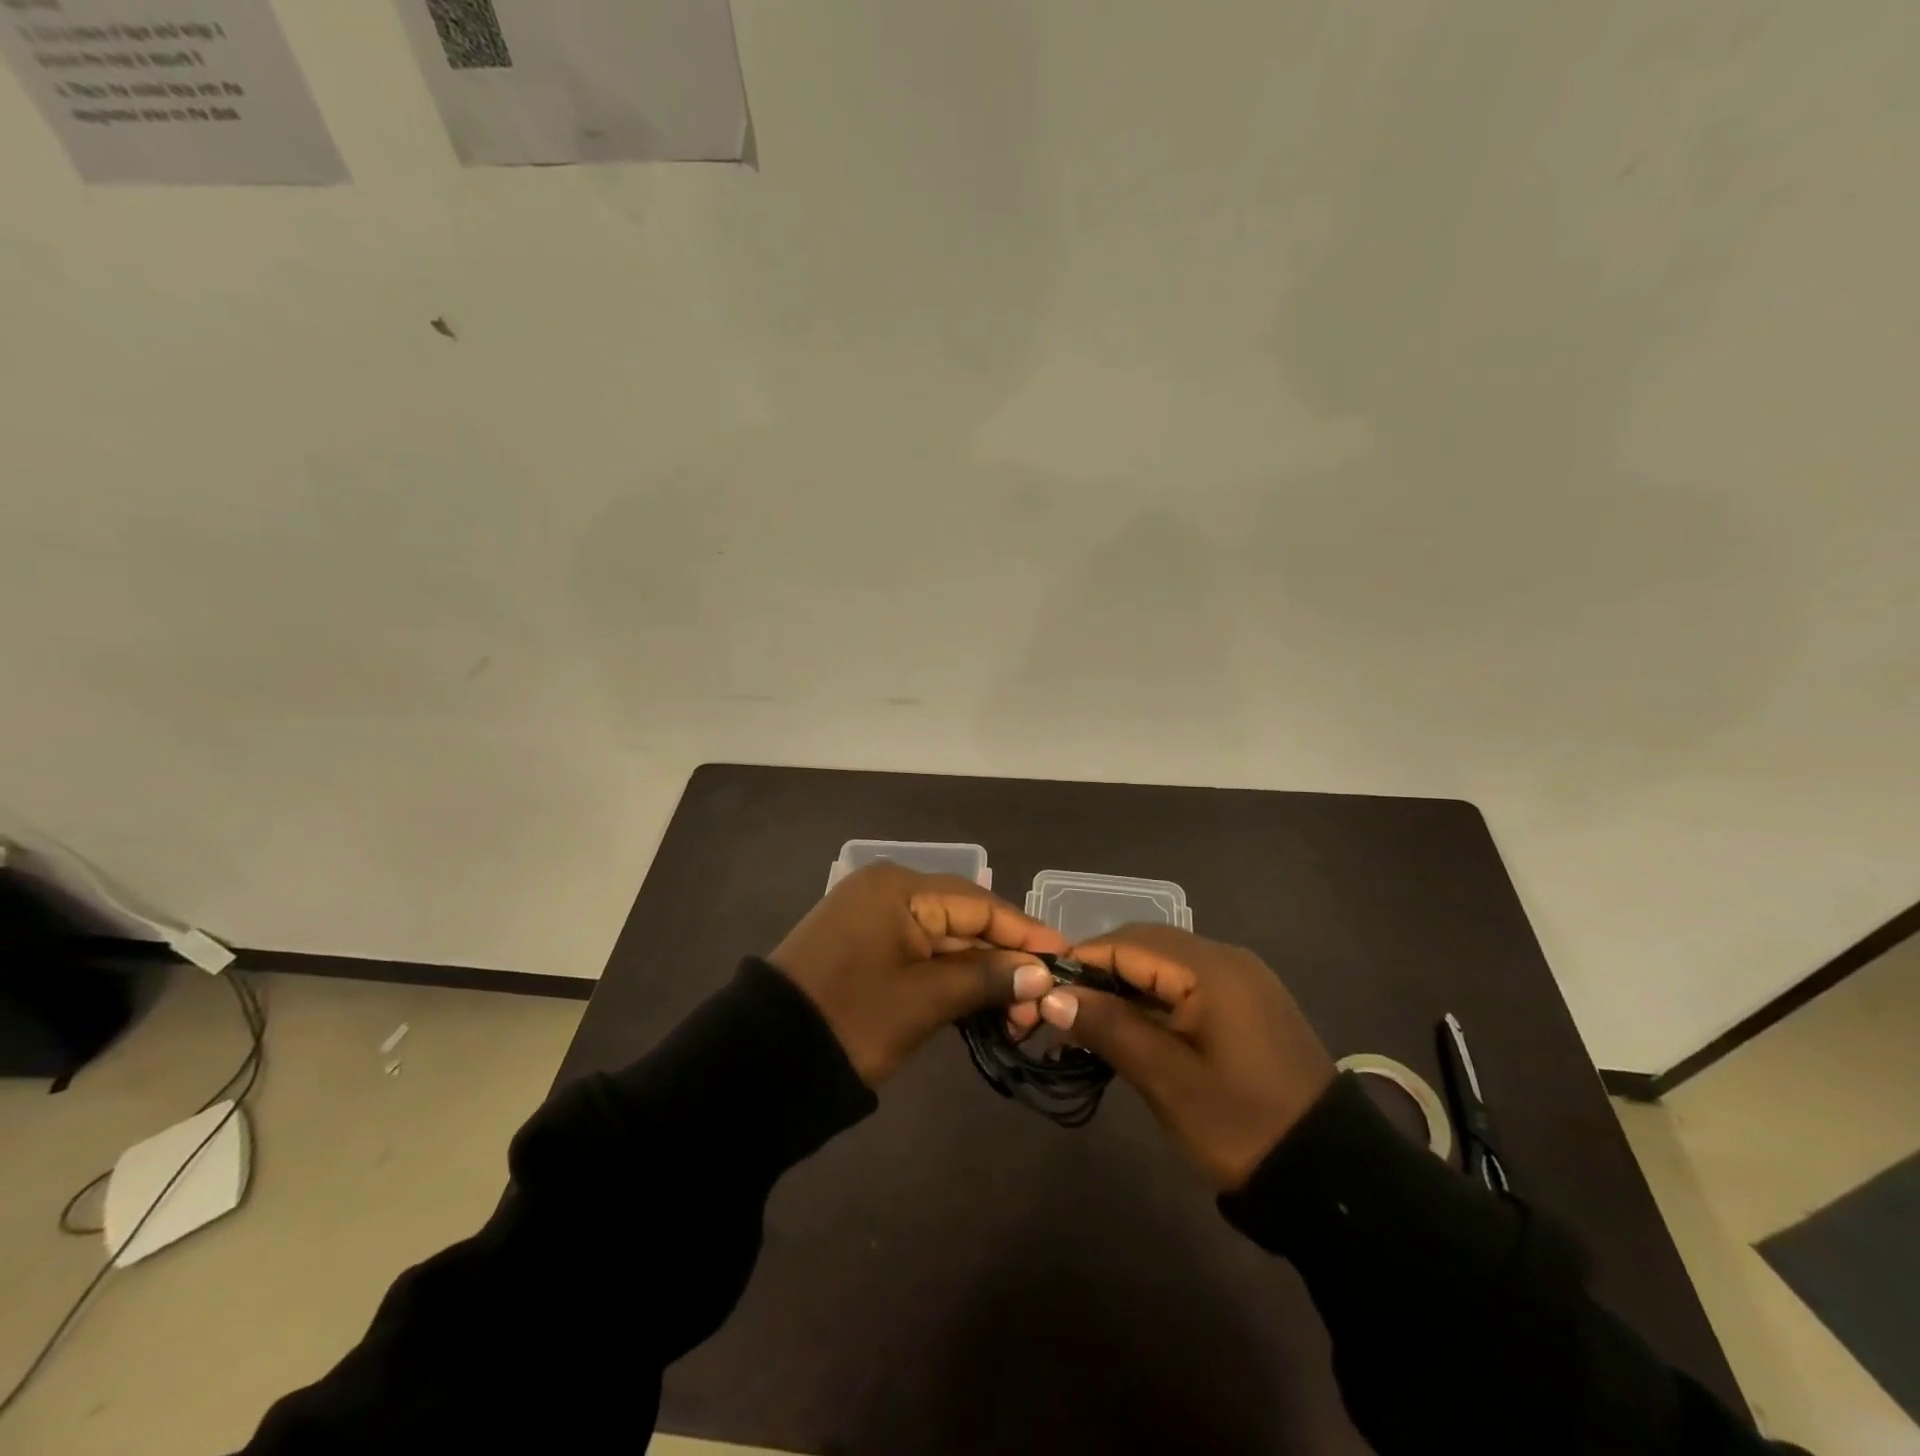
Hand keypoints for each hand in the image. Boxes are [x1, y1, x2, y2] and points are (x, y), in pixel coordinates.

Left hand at [769, 862, 1067, 1086]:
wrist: (763, 1061)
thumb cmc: (850, 1020)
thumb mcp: (924, 1000)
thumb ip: (986, 979)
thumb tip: (1040, 974)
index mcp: (898, 887)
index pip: (978, 903)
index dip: (1024, 932)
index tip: (1065, 956)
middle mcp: (887, 891)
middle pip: (963, 920)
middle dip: (1004, 960)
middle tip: (1042, 1002)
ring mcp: (874, 918)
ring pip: (944, 940)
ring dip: (980, 974)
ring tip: (1018, 1014)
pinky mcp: (865, 947)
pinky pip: (921, 954)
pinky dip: (950, 978)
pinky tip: (981, 1004)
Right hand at [1034, 924, 1336, 1190]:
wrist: (1331, 1176)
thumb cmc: (1242, 1124)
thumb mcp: (1167, 1079)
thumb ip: (1109, 1027)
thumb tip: (1052, 995)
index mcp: (1211, 967)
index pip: (1127, 943)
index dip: (1079, 962)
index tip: (1040, 990)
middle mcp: (1226, 958)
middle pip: (1145, 947)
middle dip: (1099, 974)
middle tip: (1060, 1012)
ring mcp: (1241, 980)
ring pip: (1164, 967)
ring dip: (1124, 989)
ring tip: (1086, 1025)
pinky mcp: (1246, 1005)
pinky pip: (1186, 986)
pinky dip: (1152, 1002)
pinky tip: (1129, 1030)